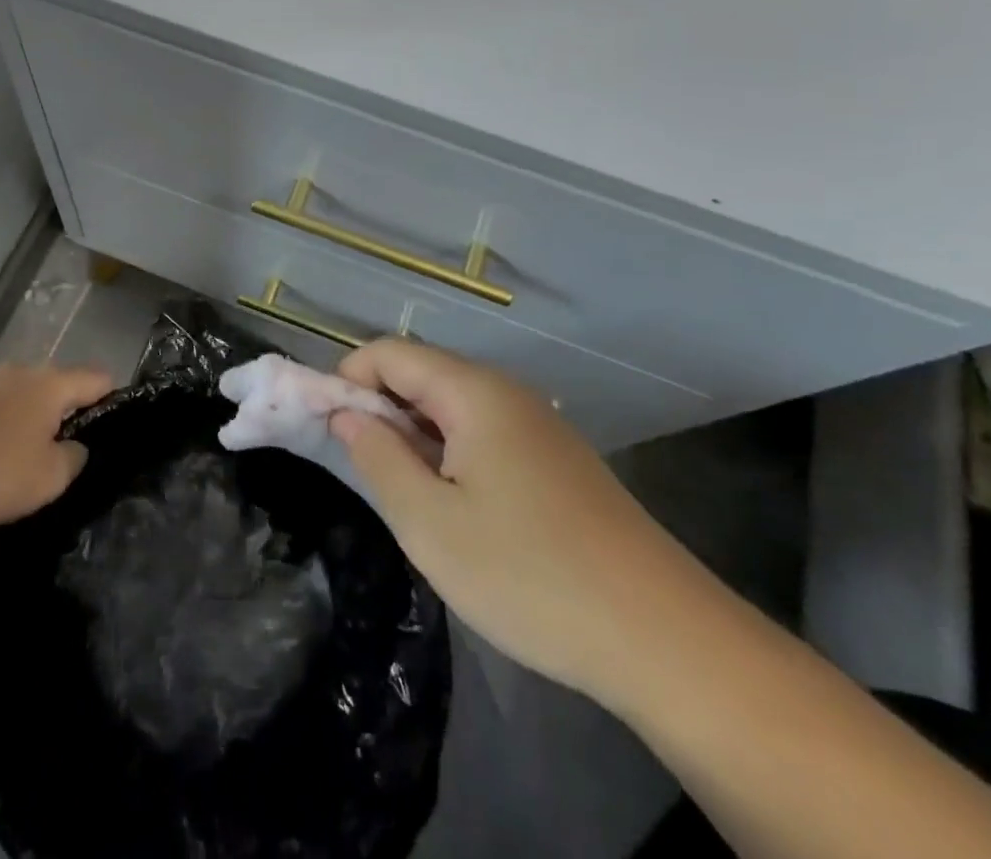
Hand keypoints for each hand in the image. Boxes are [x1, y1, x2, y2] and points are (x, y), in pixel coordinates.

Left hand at [0, 363, 113, 527]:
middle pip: (56, 388)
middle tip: (63, 455)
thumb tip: (75, 447)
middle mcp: (22, 372)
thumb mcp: (49, 478)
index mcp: (52, 384)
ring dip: (25, 424)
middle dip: (63, 417)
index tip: (110, 431)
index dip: (111, 400)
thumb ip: (73, 459)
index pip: (99, 378)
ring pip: (19, 400)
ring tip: (19, 464)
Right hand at [332, 339, 703, 700]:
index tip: (327, 431)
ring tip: (407, 497)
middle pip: (421, 374)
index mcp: (473, 391)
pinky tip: (458, 509)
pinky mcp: (556, 459)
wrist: (663, 638)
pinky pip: (483, 433)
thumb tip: (345, 414)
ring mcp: (536, 424)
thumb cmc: (530, 574)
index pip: (389, 353)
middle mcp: (505, 391)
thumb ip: (377, 457)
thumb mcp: (430, 523)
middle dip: (378, 409)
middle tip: (362, 471)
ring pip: (451, 406)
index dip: (346, 380)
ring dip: (413, 436)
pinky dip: (450, 453)